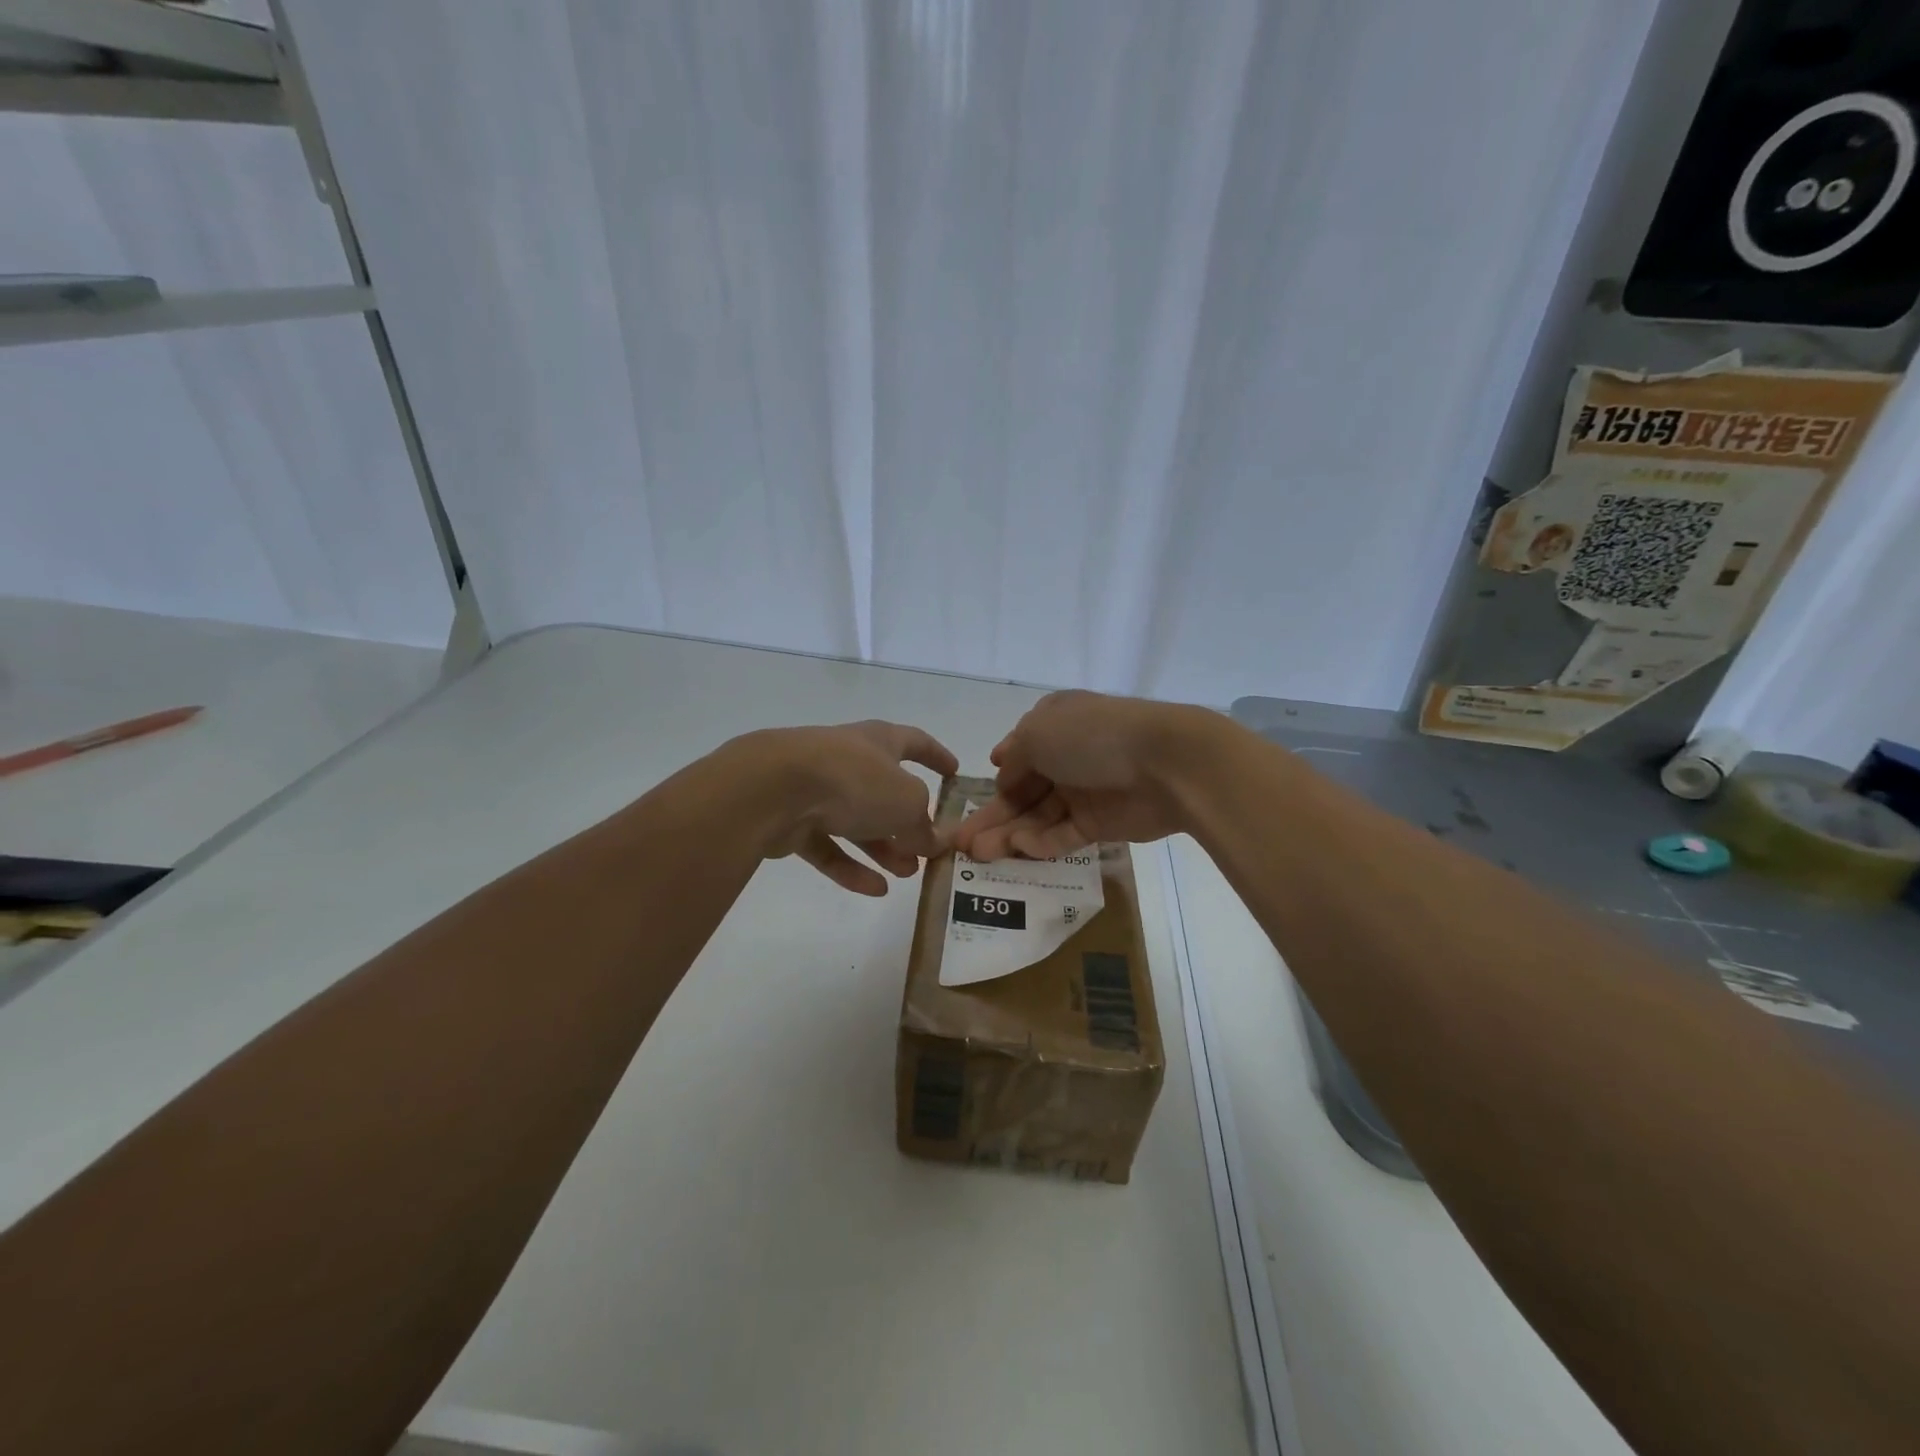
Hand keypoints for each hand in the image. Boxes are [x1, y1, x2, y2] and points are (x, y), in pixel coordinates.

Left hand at [730, 721, 958, 895]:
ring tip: (907, 874)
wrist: (775, 788)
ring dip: (884, 848)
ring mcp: (817, 789)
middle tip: (927, 850)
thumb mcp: (907, 803)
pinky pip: (829, 845)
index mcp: (879, 741)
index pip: (915, 743)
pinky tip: (875, 890)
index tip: (954, 773)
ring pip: (857, 821)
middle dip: (908, 822)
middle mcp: (848, 760)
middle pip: (884, 791)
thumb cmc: (854, 780)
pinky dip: (851, 866)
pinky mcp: (793, 820)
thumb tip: (934, 841)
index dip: (937, 757)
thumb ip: (924, 825)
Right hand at [953, 691, 1217, 861]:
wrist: (1165, 763)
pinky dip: (1041, 843)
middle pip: (1022, 792)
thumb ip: (1014, 757)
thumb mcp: (1037, 733)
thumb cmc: (1091, 737)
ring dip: (1008, 835)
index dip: (994, 780)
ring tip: (978, 855)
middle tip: (959, 844)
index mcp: (1053, 725)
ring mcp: (1084, 792)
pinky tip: (1019, 850)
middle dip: (992, 816)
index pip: (1016, 755)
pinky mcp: (1101, 823)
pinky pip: (1063, 835)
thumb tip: (1002, 771)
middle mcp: (1066, 758)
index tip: (969, 802)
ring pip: (1038, 817)